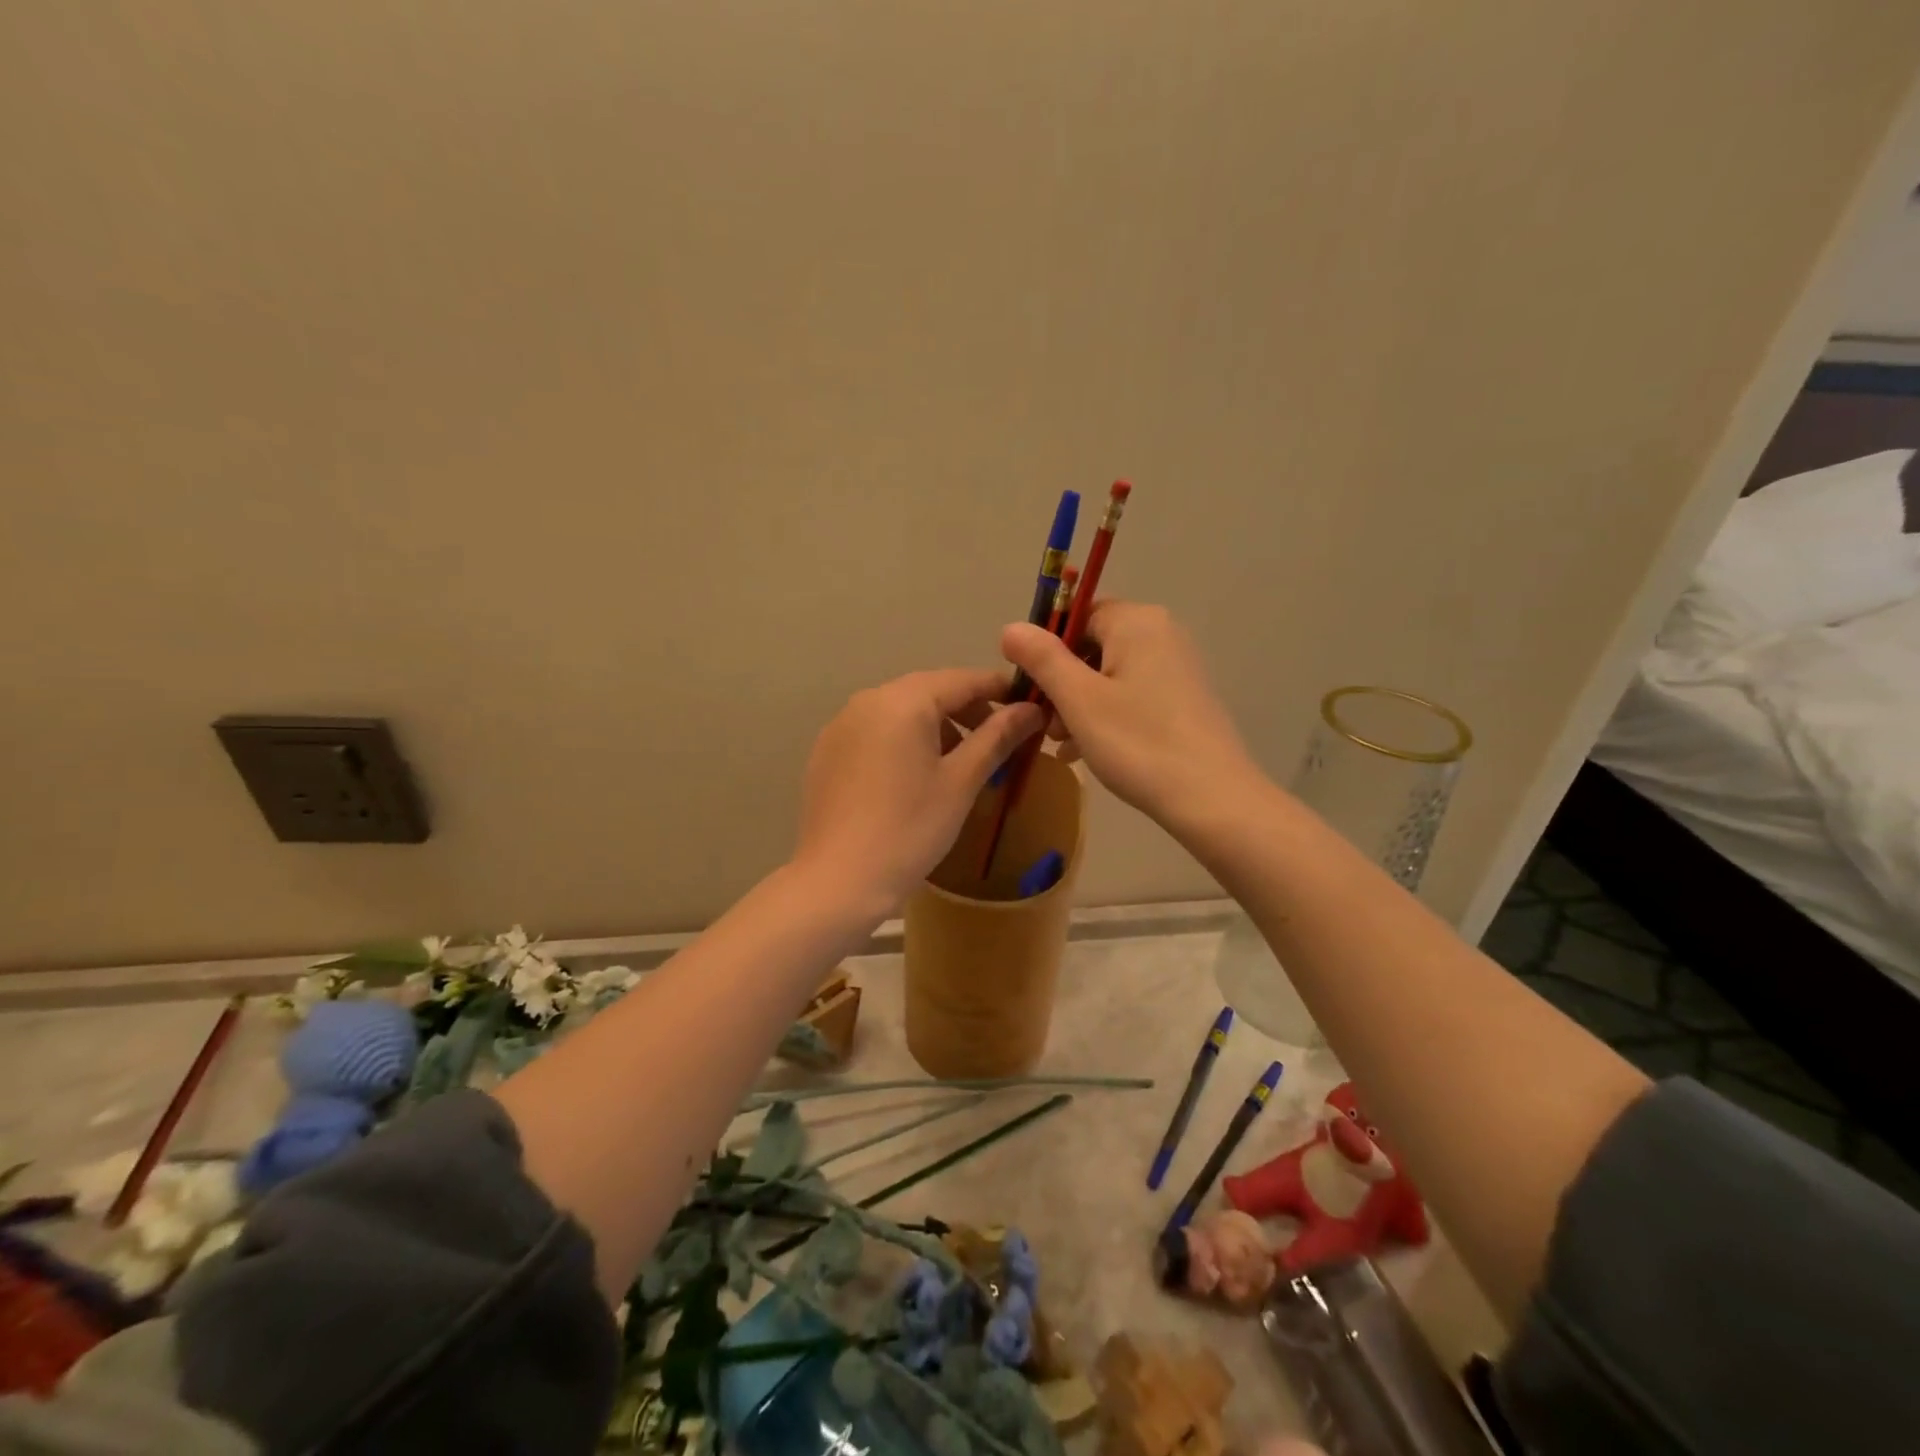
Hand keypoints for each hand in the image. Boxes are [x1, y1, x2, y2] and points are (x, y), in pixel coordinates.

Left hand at [795, 669, 1042, 913]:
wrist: (838, 880)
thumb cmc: (910, 828)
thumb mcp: (961, 782)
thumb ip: (997, 737)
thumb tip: (1031, 709)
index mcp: (903, 701)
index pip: (962, 680)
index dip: (999, 690)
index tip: (1028, 706)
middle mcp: (867, 700)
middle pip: (929, 691)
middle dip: (967, 710)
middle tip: (999, 740)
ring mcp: (841, 725)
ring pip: (901, 711)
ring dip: (936, 726)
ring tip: (961, 762)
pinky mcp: (827, 751)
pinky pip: (876, 731)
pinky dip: (904, 740)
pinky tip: (916, 777)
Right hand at [1000, 602, 1256, 828]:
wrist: (1212, 798)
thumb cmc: (1138, 742)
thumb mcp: (1079, 700)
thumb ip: (1042, 658)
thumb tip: (1010, 627)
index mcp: (1136, 622)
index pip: (1076, 616)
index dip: (1046, 649)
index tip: (1028, 687)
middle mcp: (1161, 633)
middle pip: (1091, 646)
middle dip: (1061, 683)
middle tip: (1043, 724)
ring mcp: (1176, 666)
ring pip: (1109, 675)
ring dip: (1078, 704)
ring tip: (1060, 744)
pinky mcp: (1183, 698)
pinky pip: (1131, 694)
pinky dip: (1105, 715)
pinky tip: (1084, 751)